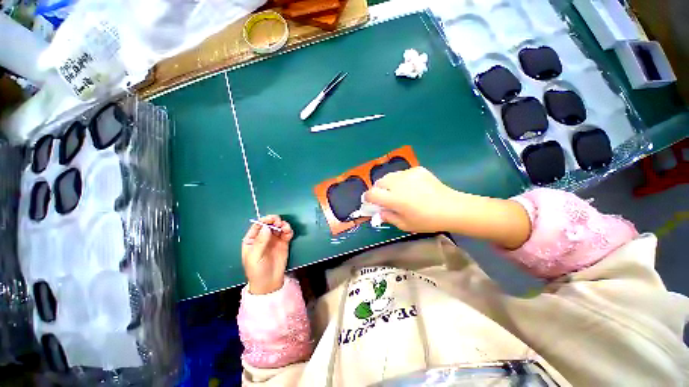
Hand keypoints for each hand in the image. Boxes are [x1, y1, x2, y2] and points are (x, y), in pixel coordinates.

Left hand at [241, 215, 293, 294]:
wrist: (269, 282)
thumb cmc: (257, 270)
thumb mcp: (255, 257)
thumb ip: (260, 241)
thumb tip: (267, 227)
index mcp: (252, 239)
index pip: (258, 226)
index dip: (265, 220)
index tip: (272, 219)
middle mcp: (263, 237)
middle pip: (270, 224)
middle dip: (275, 221)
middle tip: (279, 223)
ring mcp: (274, 239)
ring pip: (279, 227)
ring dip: (283, 225)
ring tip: (286, 228)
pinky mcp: (283, 243)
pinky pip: (286, 234)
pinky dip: (288, 231)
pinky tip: (288, 233)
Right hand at [364, 167, 458, 232]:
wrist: (452, 208)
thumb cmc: (427, 221)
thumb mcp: (405, 225)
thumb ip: (389, 218)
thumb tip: (379, 213)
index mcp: (394, 199)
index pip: (372, 194)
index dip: (368, 198)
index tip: (369, 201)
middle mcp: (398, 184)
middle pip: (379, 182)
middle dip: (378, 189)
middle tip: (384, 197)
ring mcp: (408, 174)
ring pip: (390, 176)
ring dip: (388, 184)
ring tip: (397, 191)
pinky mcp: (417, 170)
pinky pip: (403, 173)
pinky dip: (401, 180)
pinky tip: (411, 187)